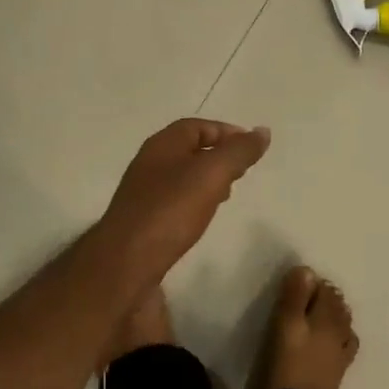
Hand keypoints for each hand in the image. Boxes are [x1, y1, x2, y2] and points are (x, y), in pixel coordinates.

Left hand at [94, 118, 270, 292]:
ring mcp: (143, 192)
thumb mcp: (211, 174)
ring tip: (227, 194)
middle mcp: (149, 163)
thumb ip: (238, 152)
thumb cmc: (170, 211)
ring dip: (207, 179)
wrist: (126, 262)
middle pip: (188, 149)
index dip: (225, 132)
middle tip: (242, 171)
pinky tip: (203, 217)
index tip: (251, 147)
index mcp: (162, 145)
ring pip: (181, 176)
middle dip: (218, 155)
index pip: (197, 126)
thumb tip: (262, 131)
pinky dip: (194, 201)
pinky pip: (174, 200)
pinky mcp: (143, 219)